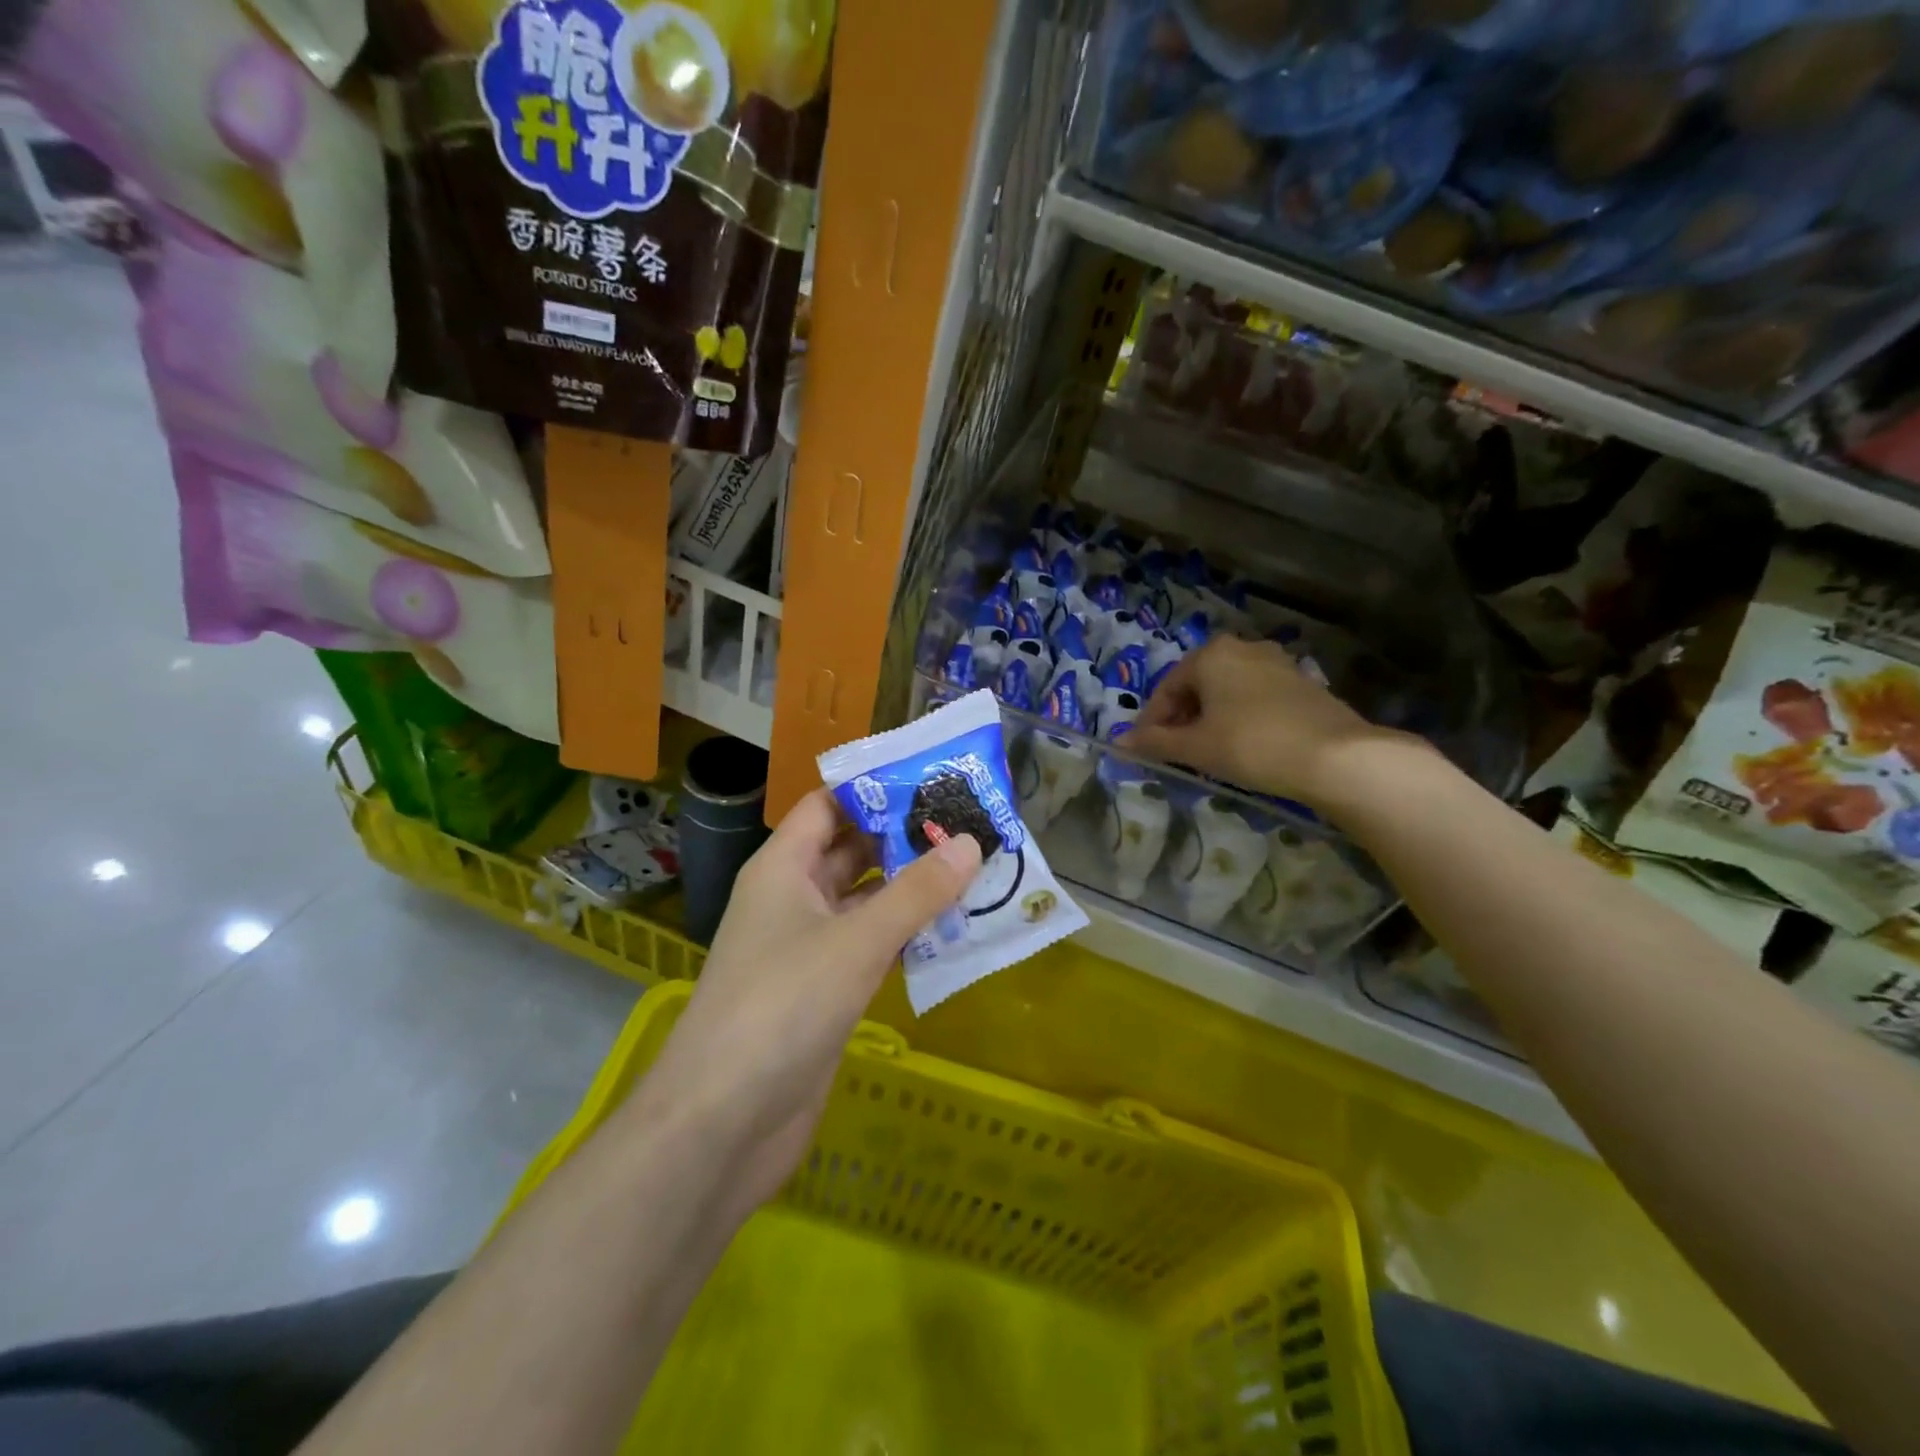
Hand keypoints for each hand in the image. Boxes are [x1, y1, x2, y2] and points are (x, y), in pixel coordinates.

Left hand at [627, 789, 980, 1221]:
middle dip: (904, 837)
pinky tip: (952, 931)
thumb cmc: (782, 1007)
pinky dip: (906, 936)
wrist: (723, 1123)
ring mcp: (807, 948)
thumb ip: (915, 892)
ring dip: (911, 889)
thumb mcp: (855, 941)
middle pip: (851, 851)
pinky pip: (870, 947)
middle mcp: (792, 899)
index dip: (874, 788)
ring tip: (975, 868)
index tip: (933, 777)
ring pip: (865, 902)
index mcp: (782, 868)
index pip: (827, 806)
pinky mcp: (824, 993)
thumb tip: (968, 842)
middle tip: (970, 823)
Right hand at [1127, 637, 1407, 807]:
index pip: (1167, 689)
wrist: (1335, 757)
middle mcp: (1243, 648)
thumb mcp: (1196, 747)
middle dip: (1182, 719)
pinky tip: (1243, 746)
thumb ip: (1155, 742)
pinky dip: (1239, 718)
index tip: (1146, 751)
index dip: (1151, 722)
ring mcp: (1277, 663)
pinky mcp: (1302, 683)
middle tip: (1176, 753)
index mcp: (1211, 654)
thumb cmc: (1251, 744)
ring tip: (1208, 752)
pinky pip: (1255, 698)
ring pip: (1227, 691)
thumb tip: (1120, 743)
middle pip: (1197, 686)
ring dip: (1210, 719)